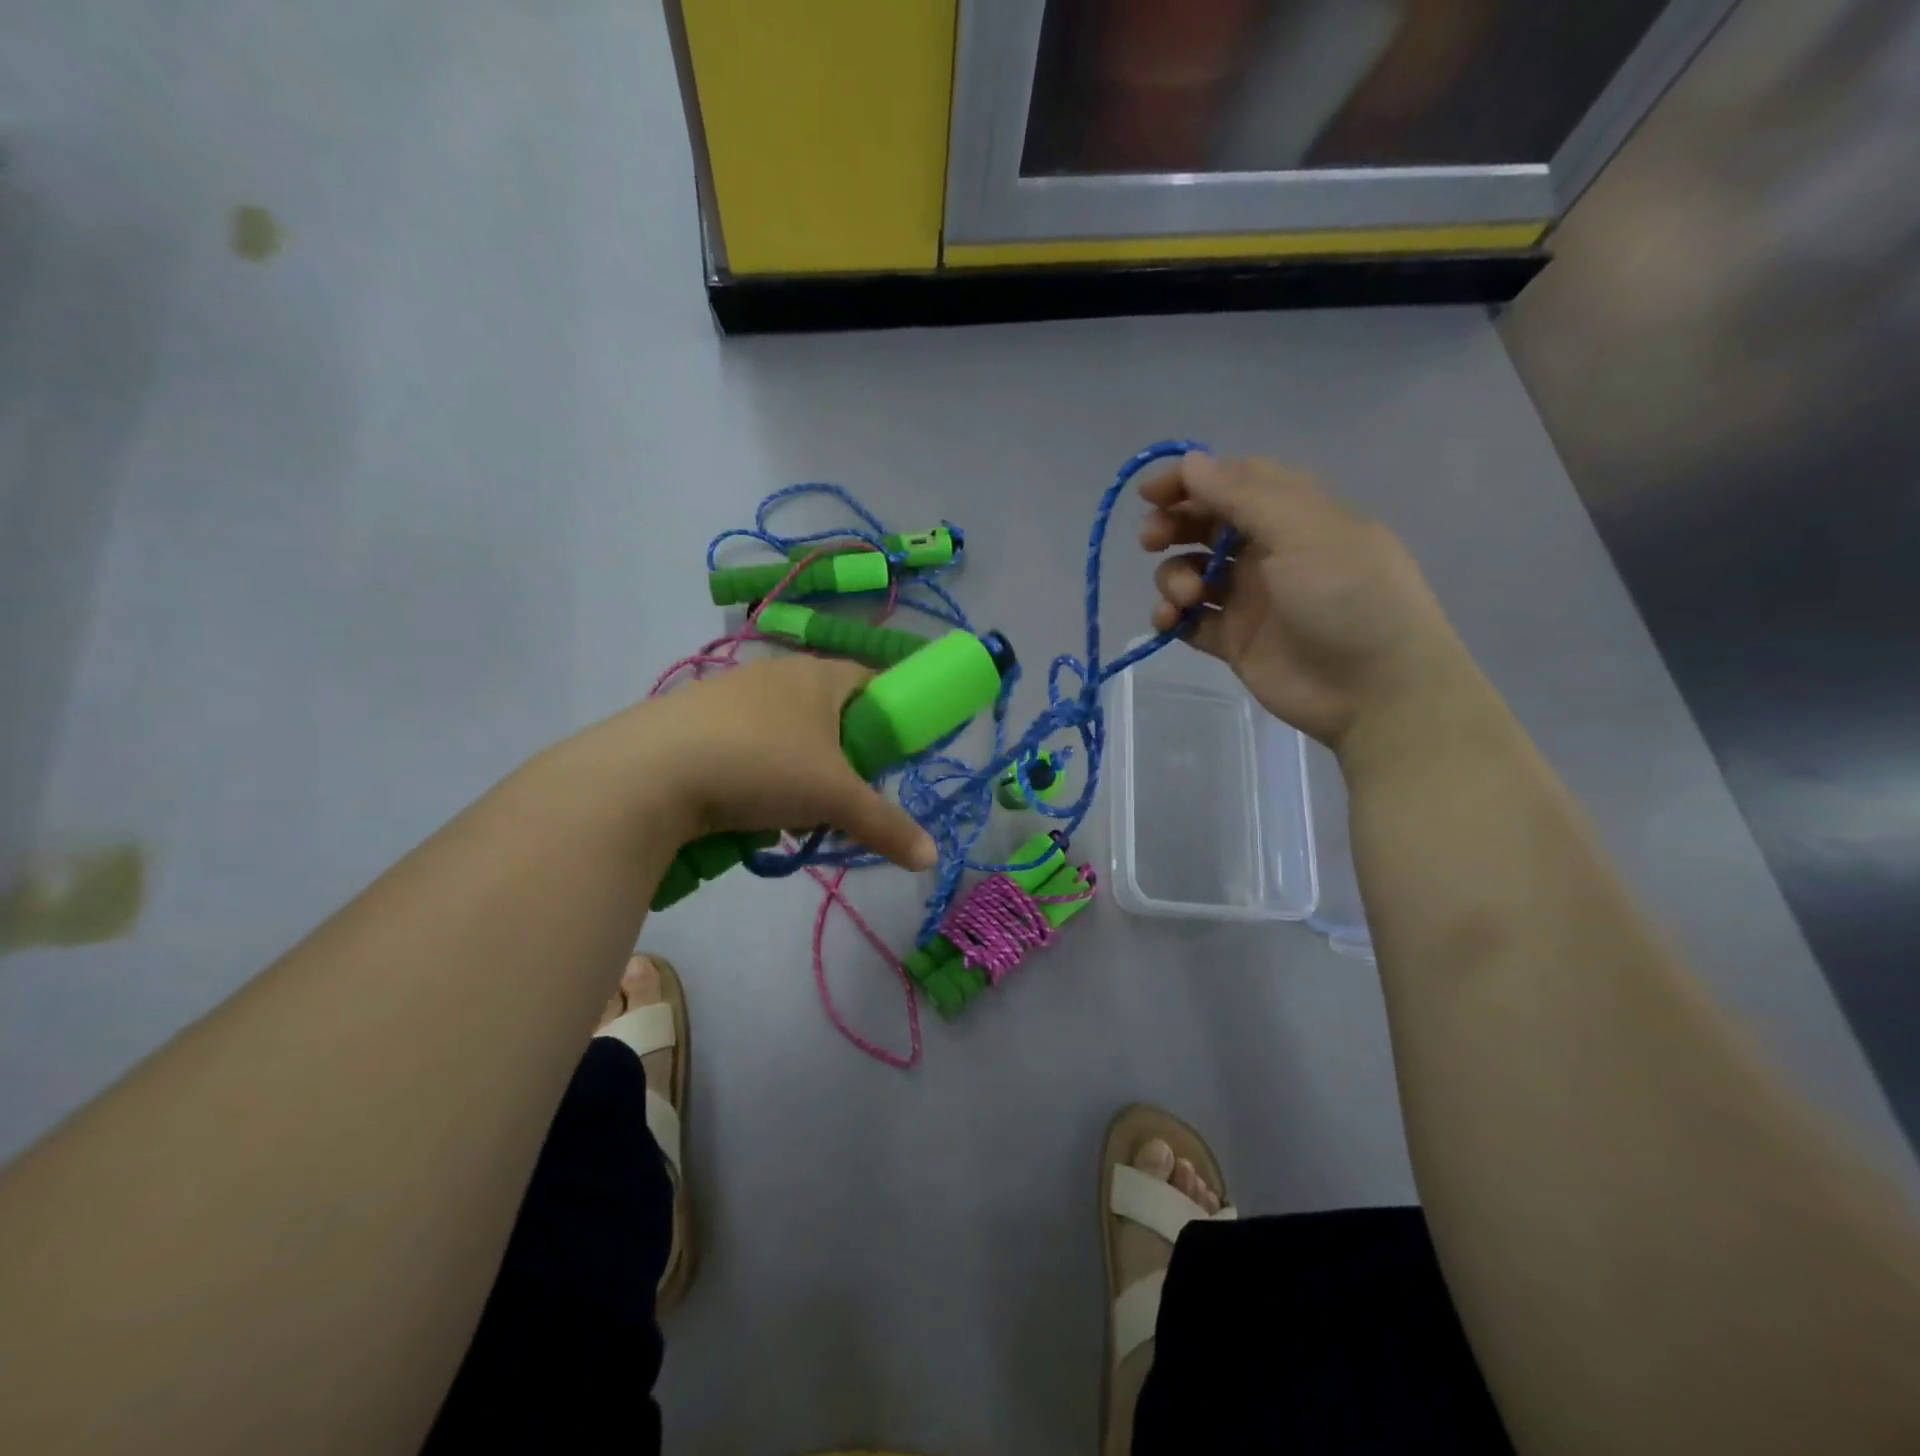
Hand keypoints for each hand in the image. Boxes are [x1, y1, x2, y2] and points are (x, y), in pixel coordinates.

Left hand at [572, 656, 937, 870]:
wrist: (651, 771)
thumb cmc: (764, 766)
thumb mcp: (835, 800)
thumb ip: (886, 826)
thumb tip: (931, 859)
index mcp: (818, 675)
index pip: (870, 681)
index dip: (887, 716)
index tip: (888, 758)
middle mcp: (776, 674)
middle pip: (827, 711)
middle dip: (839, 756)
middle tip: (838, 796)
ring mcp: (729, 692)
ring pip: (783, 731)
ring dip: (795, 770)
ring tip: (787, 813)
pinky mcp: (693, 717)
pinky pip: (743, 742)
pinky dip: (754, 773)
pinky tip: (742, 808)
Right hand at [1141, 453, 1475, 751]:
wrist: (1374, 689)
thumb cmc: (1348, 596)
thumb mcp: (1302, 531)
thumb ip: (1242, 495)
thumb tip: (1190, 460)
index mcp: (1294, 514)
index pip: (1234, 480)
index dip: (1191, 480)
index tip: (1150, 492)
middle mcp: (1269, 550)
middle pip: (1206, 524)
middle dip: (1173, 525)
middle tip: (1151, 539)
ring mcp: (1249, 597)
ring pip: (1191, 571)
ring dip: (1173, 576)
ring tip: (1185, 597)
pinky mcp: (1234, 640)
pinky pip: (1189, 620)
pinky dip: (1171, 617)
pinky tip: (1170, 622)